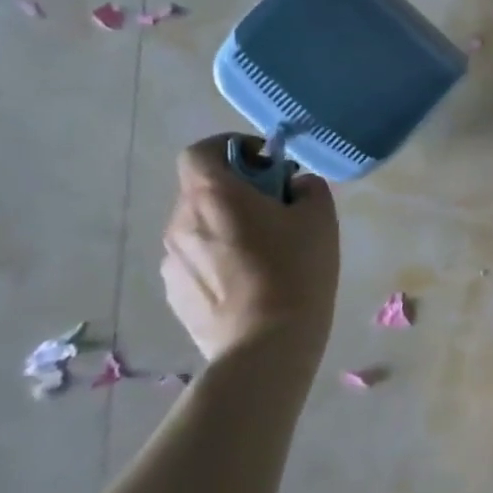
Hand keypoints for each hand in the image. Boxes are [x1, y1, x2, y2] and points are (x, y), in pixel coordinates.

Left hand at [162, 135, 340, 363]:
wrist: (265, 344)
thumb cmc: (296, 271)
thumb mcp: (320, 219)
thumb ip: (307, 188)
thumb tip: (296, 185)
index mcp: (213, 194)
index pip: (202, 151)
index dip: (231, 148)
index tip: (265, 164)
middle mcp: (181, 221)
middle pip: (203, 191)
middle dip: (235, 193)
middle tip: (274, 213)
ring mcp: (171, 260)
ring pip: (199, 228)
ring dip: (225, 229)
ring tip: (262, 256)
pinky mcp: (174, 293)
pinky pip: (196, 262)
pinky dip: (217, 261)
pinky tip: (248, 285)